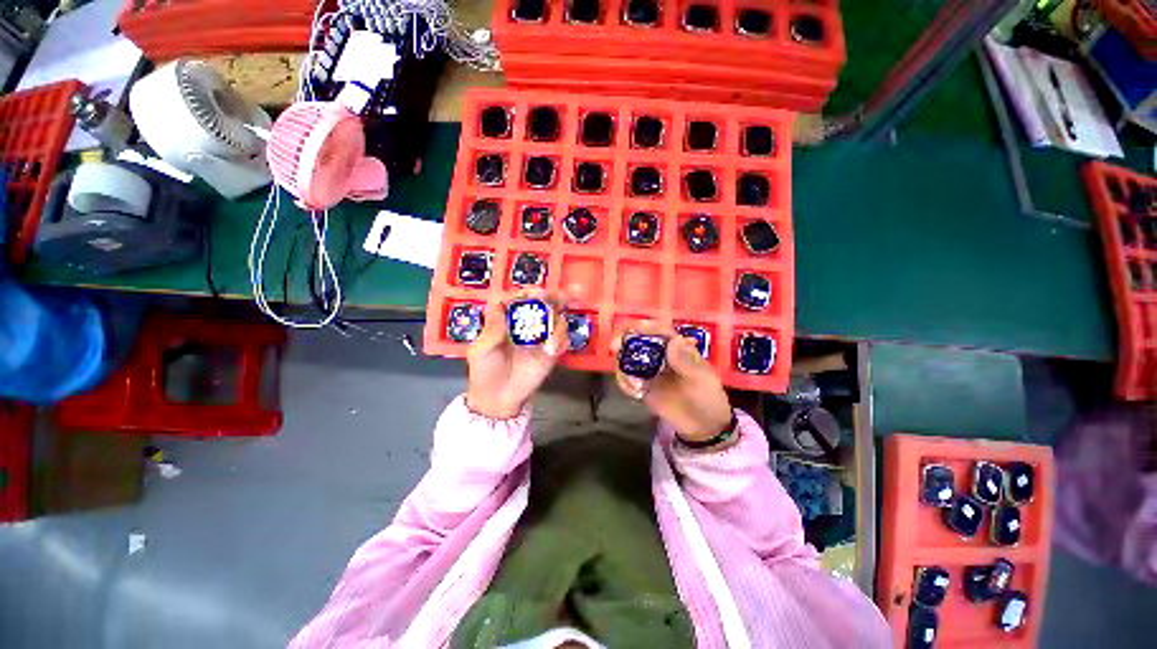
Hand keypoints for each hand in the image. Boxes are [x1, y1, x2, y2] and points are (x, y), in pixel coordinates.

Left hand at [465, 290, 569, 419]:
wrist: (497, 399)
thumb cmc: (484, 371)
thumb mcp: (481, 350)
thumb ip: (492, 331)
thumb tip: (503, 309)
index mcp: (506, 320)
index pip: (517, 300)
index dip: (525, 293)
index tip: (533, 293)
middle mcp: (525, 325)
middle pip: (541, 305)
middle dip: (552, 298)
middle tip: (559, 296)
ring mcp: (540, 338)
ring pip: (555, 320)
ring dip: (558, 320)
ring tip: (554, 328)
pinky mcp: (551, 352)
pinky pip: (562, 340)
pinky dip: (561, 340)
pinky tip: (552, 348)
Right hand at [610, 321, 732, 441]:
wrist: (703, 426)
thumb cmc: (707, 397)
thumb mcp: (703, 379)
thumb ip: (687, 362)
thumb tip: (674, 341)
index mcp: (676, 347)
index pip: (660, 331)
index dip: (646, 327)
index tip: (634, 328)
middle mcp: (659, 355)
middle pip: (638, 341)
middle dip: (624, 340)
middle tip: (615, 345)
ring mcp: (649, 370)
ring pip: (628, 359)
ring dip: (622, 364)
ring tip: (631, 381)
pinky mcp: (642, 386)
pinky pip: (627, 379)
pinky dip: (624, 382)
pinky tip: (634, 391)